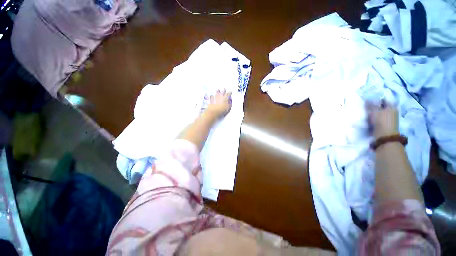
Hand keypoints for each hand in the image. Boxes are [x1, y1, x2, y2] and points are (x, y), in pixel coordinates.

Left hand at [206, 89, 231, 117]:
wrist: (213, 112)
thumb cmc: (221, 110)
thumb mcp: (228, 108)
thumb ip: (230, 104)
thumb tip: (230, 101)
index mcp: (226, 98)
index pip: (229, 93)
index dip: (230, 92)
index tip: (230, 92)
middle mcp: (220, 96)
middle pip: (223, 91)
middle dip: (224, 90)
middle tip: (225, 89)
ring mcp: (215, 97)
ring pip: (217, 92)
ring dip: (218, 91)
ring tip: (218, 89)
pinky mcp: (211, 99)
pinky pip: (211, 96)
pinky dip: (212, 95)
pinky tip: (212, 95)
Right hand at [367, 100, 398, 138]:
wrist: (384, 136)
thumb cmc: (380, 121)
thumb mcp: (374, 111)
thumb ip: (370, 105)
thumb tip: (367, 99)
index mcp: (392, 106)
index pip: (384, 100)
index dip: (377, 99)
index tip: (369, 101)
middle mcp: (393, 111)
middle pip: (383, 107)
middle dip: (376, 107)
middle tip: (368, 107)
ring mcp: (391, 118)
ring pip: (382, 113)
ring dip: (376, 113)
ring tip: (369, 114)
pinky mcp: (388, 124)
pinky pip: (381, 118)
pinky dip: (377, 118)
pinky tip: (372, 120)